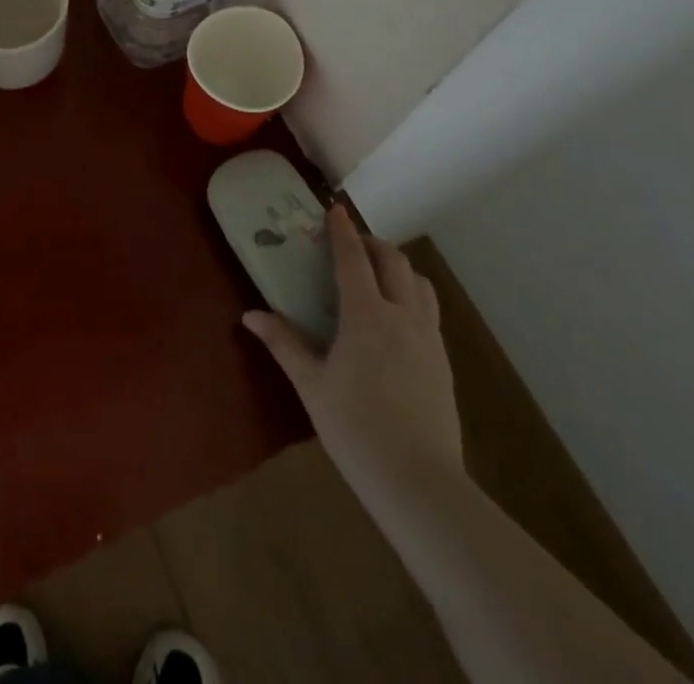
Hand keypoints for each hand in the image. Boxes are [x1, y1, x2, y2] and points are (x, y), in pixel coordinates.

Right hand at [243, 206, 464, 508]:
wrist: (421, 484)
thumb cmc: (356, 430)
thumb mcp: (312, 386)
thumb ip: (284, 343)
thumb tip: (250, 316)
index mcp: (365, 315)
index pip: (353, 258)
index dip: (342, 230)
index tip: (334, 209)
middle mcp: (401, 315)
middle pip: (393, 261)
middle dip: (372, 244)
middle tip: (352, 246)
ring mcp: (428, 338)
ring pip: (420, 283)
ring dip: (398, 268)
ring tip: (378, 276)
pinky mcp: (443, 362)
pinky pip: (430, 311)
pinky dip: (413, 295)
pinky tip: (398, 318)